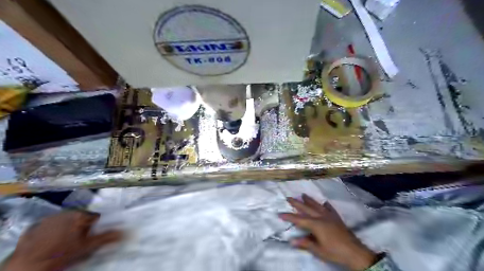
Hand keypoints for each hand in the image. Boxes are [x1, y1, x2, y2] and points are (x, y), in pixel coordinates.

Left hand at [4, 212, 121, 270]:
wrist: (27, 266)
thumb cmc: (61, 254)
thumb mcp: (87, 247)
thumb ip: (107, 237)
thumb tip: (126, 232)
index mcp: (80, 214)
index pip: (95, 217)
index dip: (95, 227)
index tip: (91, 237)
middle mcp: (66, 212)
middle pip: (80, 218)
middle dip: (82, 227)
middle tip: (78, 241)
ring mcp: (48, 218)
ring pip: (65, 221)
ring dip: (68, 228)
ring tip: (64, 242)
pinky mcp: (35, 226)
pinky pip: (49, 226)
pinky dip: (52, 231)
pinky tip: (50, 242)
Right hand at [281, 194, 377, 269]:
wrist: (355, 252)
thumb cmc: (335, 252)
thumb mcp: (318, 250)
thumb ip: (305, 243)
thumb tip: (292, 241)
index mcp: (316, 224)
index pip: (299, 219)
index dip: (289, 217)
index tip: (280, 214)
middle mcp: (321, 217)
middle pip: (306, 208)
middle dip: (297, 203)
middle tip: (288, 197)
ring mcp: (330, 216)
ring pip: (317, 205)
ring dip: (309, 200)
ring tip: (303, 194)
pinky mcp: (337, 218)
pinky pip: (329, 208)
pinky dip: (325, 205)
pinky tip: (324, 202)